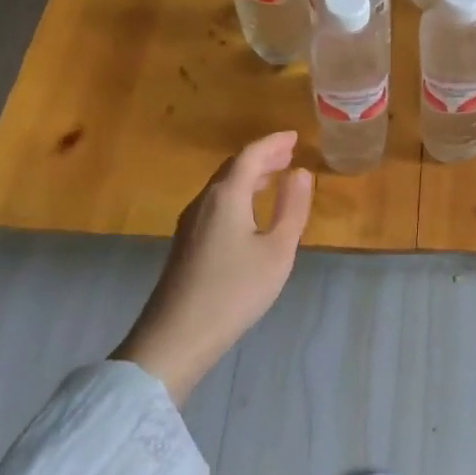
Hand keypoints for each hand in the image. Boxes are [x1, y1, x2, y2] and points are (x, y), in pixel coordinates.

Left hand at [112, 132, 313, 403]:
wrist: (175, 337)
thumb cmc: (234, 291)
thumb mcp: (277, 251)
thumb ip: (292, 208)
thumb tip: (300, 173)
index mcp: (226, 195)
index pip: (251, 154)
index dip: (274, 143)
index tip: (295, 137)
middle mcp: (204, 200)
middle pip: (234, 167)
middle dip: (262, 157)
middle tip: (289, 153)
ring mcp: (190, 222)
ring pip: (222, 185)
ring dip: (250, 176)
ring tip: (274, 176)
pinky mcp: (186, 243)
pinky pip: (216, 203)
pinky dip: (238, 194)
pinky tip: (249, 211)